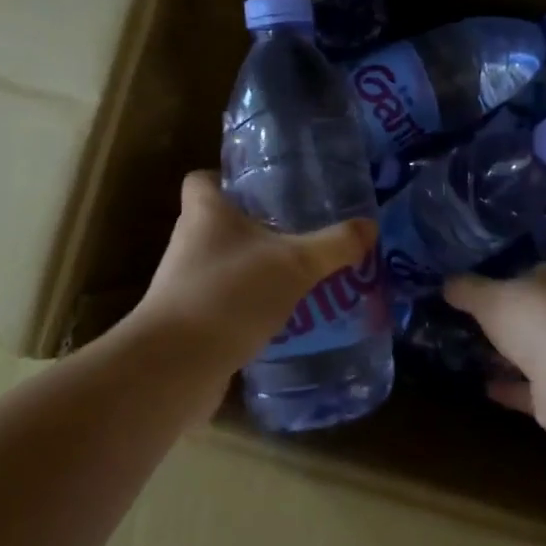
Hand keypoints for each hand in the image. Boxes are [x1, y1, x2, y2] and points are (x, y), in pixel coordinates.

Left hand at [124, 171, 377, 388]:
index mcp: (205, 213)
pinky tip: (282, 317)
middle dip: (256, 227)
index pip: (202, 180)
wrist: (175, 366)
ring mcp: (185, 285)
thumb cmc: (230, 294)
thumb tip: (370, 225)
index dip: (227, 179)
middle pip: (219, 222)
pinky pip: (224, 302)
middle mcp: (189, 242)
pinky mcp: (189, 321)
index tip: (263, 189)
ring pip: (224, 264)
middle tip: (298, 231)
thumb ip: (334, 245)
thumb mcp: (295, 264)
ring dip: (255, 269)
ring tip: (299, 275)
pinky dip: (248, 306)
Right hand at [446, 263, 545, 438]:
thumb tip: (447, 283)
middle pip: (534, 313)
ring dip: (508, 355)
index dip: (508, 276)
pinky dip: (509, 387)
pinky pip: (529, 388)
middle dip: (508, 319)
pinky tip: (484, 386)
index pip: (533, 272)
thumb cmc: (533, 319)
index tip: (482, 285)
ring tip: (473, 354)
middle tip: (473, 322)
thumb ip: (466, 289)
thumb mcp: (488, 297)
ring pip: (533, 352)